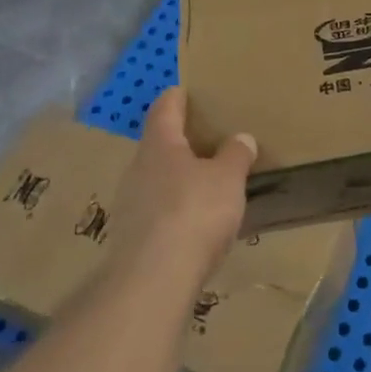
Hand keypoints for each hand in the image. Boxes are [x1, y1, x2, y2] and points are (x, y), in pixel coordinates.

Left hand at [108, 89, 255, 287]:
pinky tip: (196, 223)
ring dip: (180, 178)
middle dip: (184, 142)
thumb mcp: (228, 178)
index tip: (191, 90)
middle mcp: (137, 168)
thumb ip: (236, 154)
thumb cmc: (194, 213)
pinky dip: (175, 210)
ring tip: (209, 184)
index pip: (165, 107)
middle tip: (212, 141)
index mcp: (160, 144)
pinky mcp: (130, 238)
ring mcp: (129, 204)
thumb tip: (241, 138)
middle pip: (160, 144)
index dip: (179, 96)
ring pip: (157, 179)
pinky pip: (157, 211)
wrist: (152, 281)